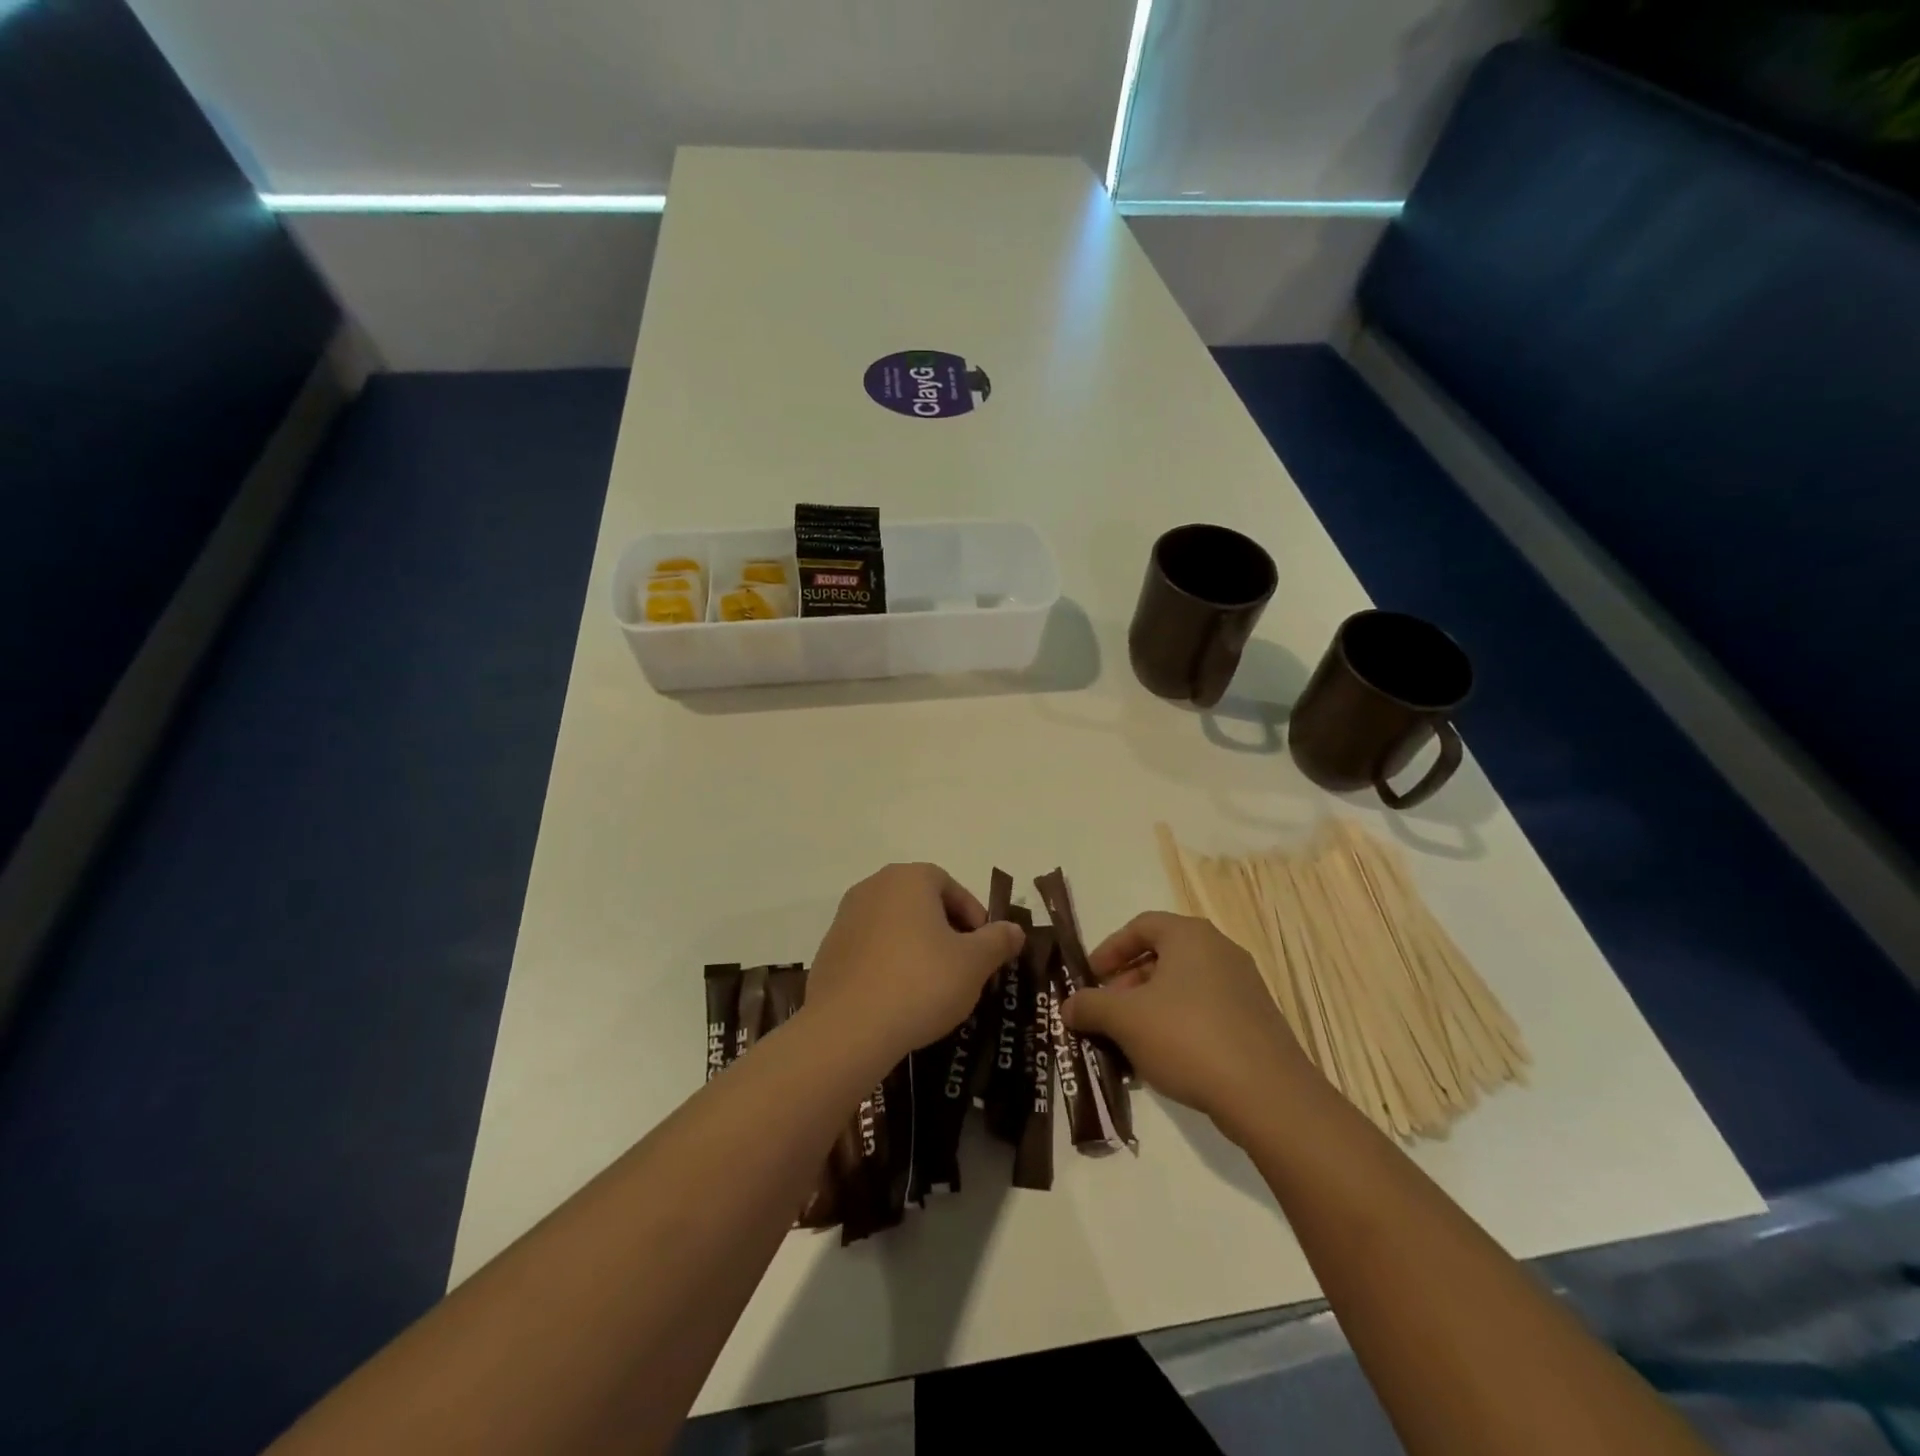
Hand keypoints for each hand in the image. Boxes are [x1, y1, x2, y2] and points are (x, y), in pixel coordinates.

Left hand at [805, 863, 1024, 1067]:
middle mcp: (873, 887)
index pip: (951, 886)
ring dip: (917, 948)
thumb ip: (998, 941)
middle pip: (922, 903)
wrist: (848, 1028)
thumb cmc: (921, 982)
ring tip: (934, 988)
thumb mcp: (974, 963)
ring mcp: (846, 918)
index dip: (974, 917)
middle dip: (947, 932)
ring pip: (895, 927)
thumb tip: (1014, 930)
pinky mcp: (829, 951)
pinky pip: (871, 950)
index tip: (985, 950)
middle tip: (964, 968)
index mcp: (909, 878)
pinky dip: (889, 965)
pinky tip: (900, 999)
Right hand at [1061, 912, 1316, 1138]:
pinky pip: (1205, 1011)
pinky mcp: (1256, 1021)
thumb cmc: (1188, 1038)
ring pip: (1183, 987)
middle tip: (1107, 1013)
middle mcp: (1220, 951)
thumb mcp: (1125, 1019)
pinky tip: (1164, 1061)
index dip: (1110, 949)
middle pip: (1162, 956)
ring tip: (1129, 1042)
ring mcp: (1244, 986)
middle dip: (1127, 984)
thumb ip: (1090, 1006)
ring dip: (1150, 1008)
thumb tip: (1068, 1006)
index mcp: (1190, 936)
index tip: (1090, 977)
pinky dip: (1178, 1026)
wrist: (1268, 1095)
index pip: (1141, 926)